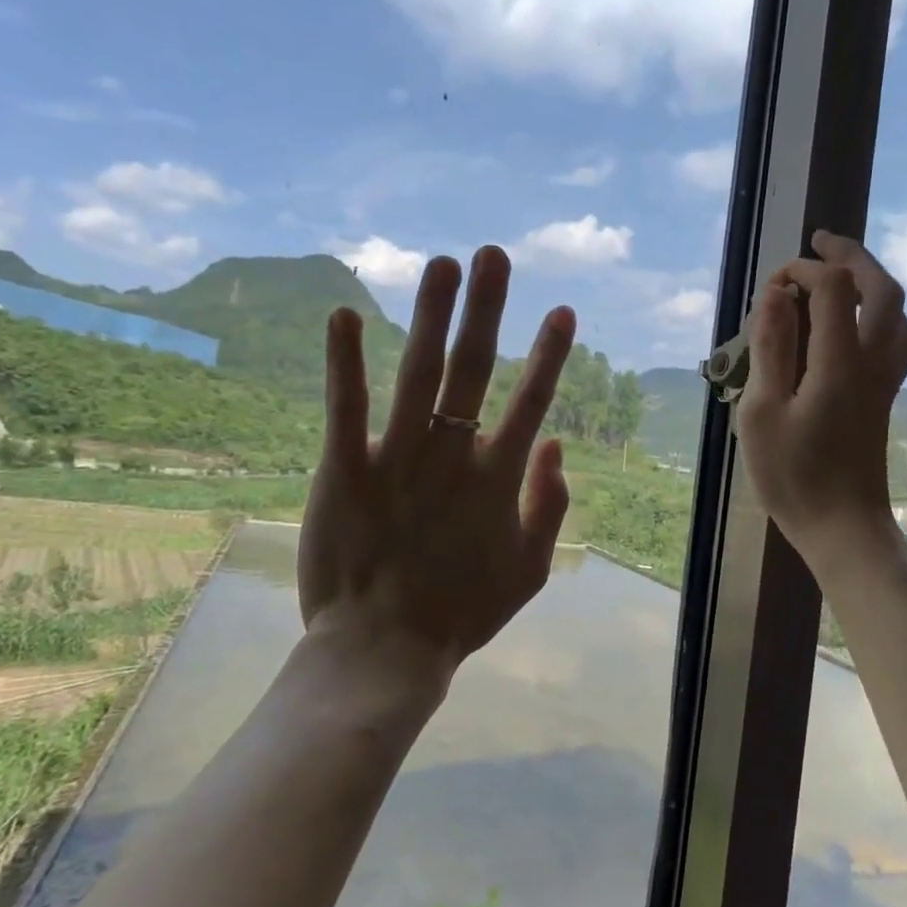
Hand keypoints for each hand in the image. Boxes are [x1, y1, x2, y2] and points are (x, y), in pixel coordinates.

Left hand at [297, 246, 575, 700]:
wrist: (384, 651)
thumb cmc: (460, 612)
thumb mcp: (529, 570)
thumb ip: (550, 506)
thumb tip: (555, 444)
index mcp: (498, 480)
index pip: (531, 402)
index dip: (549, 356)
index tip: (561, 311)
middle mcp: (453, 456)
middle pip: (474, 370)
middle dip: (488, 309)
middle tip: (494, 255)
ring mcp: (397, 459)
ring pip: (419, 373)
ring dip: (433, 315)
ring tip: (443, 264)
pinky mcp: (345, 470)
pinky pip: (346, 407)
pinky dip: (346, 360)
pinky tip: (345, 314)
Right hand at [734, 230, 906, 574]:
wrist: (843, 527)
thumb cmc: (794, 476)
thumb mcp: (764, 412)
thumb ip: (771, 349)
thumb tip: (775, 296)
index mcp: (840, 363)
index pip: (833, 289)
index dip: (804, 270)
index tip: (773, 282)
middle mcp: (873, 362)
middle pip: (881, 289)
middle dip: (852, 256)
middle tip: (821, 241)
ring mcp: (886, 380)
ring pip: (898, 313)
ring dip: (873, 282)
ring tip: (842, 274)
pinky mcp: (886, 397)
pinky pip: (897, 337)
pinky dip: (880, 312)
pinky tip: (855, 324)